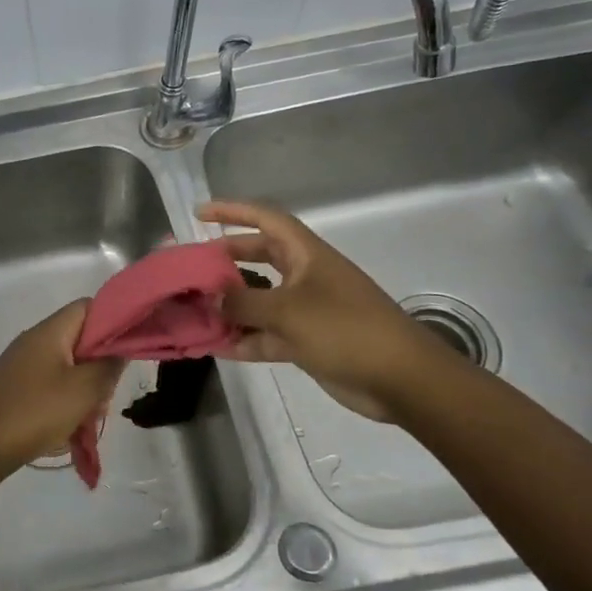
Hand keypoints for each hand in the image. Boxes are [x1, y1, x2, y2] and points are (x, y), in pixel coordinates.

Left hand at [0, 302, 123, 477]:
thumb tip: (120, 348)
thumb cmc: (35, 412)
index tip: (131, 346)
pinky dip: (65, 400)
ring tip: (90, 416)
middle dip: (100, 364)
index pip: (88, 307)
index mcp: (49, 332)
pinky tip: (71, 426)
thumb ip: (108, 365)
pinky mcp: (15, 387)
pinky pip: (50, 384)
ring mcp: (21, 365)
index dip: (113, 320)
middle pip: (79, 338)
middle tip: (108, 393)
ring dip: (84, 388)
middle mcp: (34, 341)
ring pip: (67, 366)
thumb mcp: (83, 390)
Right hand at [198, 200, 449, 421]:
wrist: (400, 379)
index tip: (199, 213)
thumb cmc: (345, 329)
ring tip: (194, 310)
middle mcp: (305, 277)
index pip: (266, 220)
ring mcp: (306, 311)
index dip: (232, 211)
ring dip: (230, 306)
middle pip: (258, 258)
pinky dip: (243, 340)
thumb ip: (243, 302)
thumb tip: (211, 297)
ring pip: (259, 301)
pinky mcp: (307, 342)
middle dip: (225, 261)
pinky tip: (215, 347)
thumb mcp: (287, 311)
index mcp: (306, 255)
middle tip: (191, 268)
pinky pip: (266, 335)